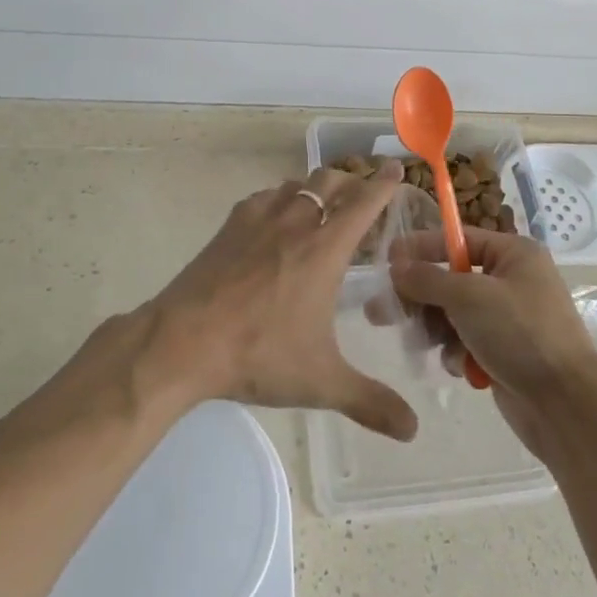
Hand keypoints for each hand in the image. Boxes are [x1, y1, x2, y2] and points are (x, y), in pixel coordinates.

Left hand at [143, 160, 418, 440]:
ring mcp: (259, 220)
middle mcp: (296, 223)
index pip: (364, 202)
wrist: (183, 342)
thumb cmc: (259, 354)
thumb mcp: (321, 382)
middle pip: (329, 180)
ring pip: (296, 184)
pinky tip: (274, 220)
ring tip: (321, 206)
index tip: (395, 167)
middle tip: (361, 194)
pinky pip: (264, 197)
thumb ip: (370, 402)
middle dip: (350, 180)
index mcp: (325, 249)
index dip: (383, 183)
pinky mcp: (229, 226)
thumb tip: (413, 429)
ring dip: (315, 188)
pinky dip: (280, 199)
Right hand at [388, 228, 596, 456]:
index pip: (458, 239)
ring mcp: (510, 318)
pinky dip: (457, 352)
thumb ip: (427, 279)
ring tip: (423, 343)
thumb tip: (397, 267)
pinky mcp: (504, 352)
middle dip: (421, 296)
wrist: (565, 406)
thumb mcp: (468, 297)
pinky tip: (460, 367)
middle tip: (383, 311)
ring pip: (454, 313)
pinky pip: (466, 341)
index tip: (387, 261)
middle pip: (451, 278)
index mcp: (514, 254)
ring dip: (438, 328)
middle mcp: (513, 280)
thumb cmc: (520, 334)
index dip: (422, 248)